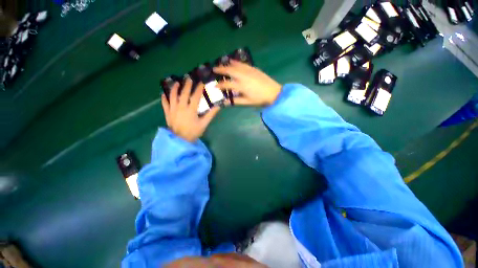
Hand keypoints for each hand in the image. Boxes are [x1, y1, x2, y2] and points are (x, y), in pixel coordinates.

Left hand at [161, 78, 220, 141]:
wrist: (180, 140)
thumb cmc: (193, 132)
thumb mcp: (204, 124)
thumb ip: (210, 115)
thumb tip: (218, 106)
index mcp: (191, 110)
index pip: (195, 97)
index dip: (198, 89)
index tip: (201, 83)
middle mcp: (181, 107)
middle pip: (183, 94)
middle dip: (186, 85)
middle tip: (188, 78)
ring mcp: (173, 110)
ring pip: (172, 96)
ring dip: (174, 89)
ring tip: (176, 83)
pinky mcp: (168, 113)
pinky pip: (165, 104)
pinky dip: (164, 99)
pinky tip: (164, 94)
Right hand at [213, 60, 281, 105]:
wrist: (274, 93)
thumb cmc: (260, 99)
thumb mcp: (247, 102)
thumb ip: (235, 101)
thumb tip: (225, 103)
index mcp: (241, 86)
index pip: (227, 84)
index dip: (220, 85)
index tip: (215, 85)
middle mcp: (243, 76)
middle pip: (229, 71)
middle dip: (221, 69)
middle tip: (214, 69)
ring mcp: (249, 71)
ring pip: (236, 65)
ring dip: (227, 64)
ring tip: (222, 64)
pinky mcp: (254, 69)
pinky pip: (243, 64)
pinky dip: (237, 62)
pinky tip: (233, 61)